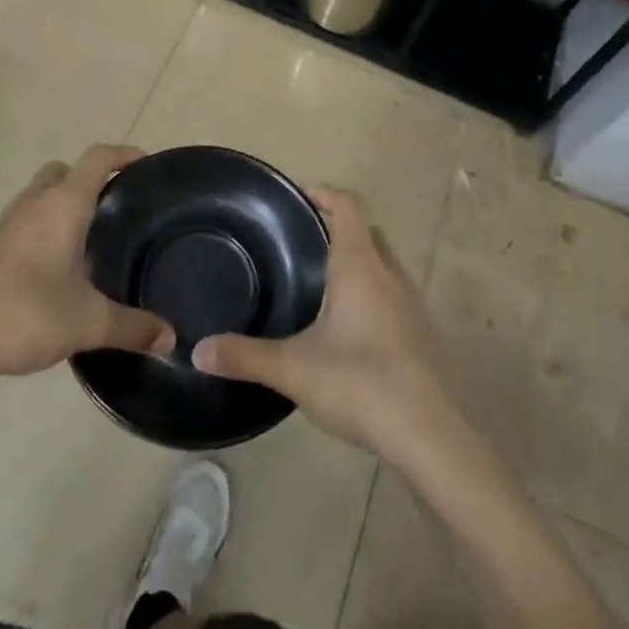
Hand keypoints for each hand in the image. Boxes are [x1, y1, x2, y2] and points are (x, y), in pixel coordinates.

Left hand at [0, 146, 173, 384]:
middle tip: (119, 208)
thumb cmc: (22, 314)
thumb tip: (171, 339)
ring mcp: (8, 222)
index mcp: (63, 205)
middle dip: (94, 179)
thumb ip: (132, 328)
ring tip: (93, 238)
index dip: (125, 154)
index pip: (98, 157)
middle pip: (67, 170)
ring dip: (67, 203)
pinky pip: (27, 219)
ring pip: (43, 194)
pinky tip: (58, 267)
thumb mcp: (87, 323)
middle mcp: (35, 202)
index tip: (148, 167)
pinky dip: (47, 227)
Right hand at [192, 187, 456, 459]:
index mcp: (360, 265)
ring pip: (385, 265)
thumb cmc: (359, 383)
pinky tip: (354, 331)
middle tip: (305, 242)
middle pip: (368, 232)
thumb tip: (199, 350)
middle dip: (339, 228)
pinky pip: (396, 297)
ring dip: (360, 263)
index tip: (299, 194)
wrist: (429, 435)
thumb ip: (245, 356)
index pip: (347, 206)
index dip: (324, 193)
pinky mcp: (426, 334)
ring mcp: (414, 304)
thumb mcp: (293, 368)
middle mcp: (391, 274)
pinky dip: (374, 296)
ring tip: (325, 286)